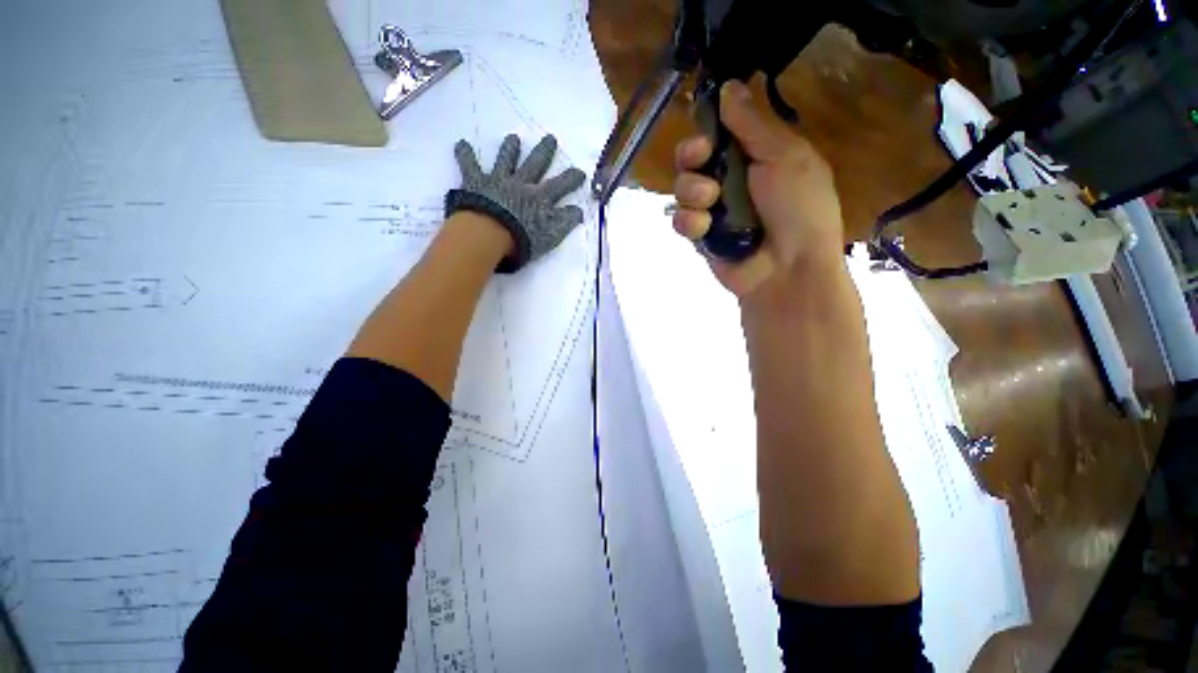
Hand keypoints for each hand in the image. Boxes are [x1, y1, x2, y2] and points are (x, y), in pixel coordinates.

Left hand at [447, 134, 585, 273]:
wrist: (491, 235)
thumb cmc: (523, 239)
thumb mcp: (551, 235)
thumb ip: (565, 222)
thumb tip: (579, 211)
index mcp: (540, 197)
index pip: (560, 185)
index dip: (571, 179)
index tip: (580, 171)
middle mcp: (521, 184)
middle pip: (535, 165)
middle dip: (544, 152)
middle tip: (550, 138)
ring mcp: (499, 181)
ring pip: (506, 160)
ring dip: (510, 149)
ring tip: (514, 138)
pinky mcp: (477, 183)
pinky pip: (470, 166)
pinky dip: (465, 155)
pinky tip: (461, 144)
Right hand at [673, 80, 844, 296]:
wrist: (788, 269)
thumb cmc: (799, 209)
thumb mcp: (786, 156)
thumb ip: (753, 124)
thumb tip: (728, 86)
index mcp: (755, 156)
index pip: (718, 132)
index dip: (707, 127)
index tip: (707, 128)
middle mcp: (730, 180)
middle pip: (692, 158)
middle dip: (691, 155)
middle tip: (702, 159)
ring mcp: (713, 210)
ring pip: (681, 188)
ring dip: (691, 189)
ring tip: (711, 201)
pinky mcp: (700, 237)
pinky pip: (680, 220)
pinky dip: (688, 221)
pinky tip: (703, 227)